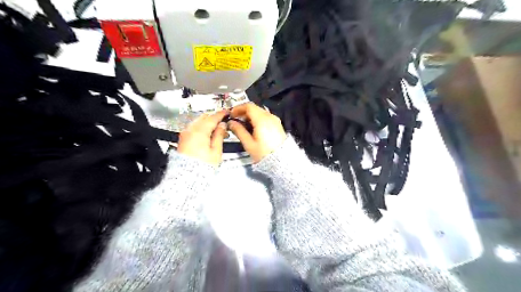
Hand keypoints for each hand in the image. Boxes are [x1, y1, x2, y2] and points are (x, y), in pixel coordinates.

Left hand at [179, 109, 228, 165]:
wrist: (187, 176)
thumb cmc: (203, 165)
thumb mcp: (216, 151)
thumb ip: (219, 135)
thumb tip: (222, 125)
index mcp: (200, 131)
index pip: (212, 118)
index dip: (221, 114)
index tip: (227, 112)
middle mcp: (190, 130)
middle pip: (204, 118)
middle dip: (214, 118)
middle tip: (224, 123)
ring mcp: (185, 134)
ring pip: (198, 122)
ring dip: (208, 123)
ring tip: (218, 131)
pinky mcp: (183, 139)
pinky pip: (194, 128)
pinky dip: (202, 128)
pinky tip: (209, 135)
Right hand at [229, 102, 286, 163]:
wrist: (281, 160)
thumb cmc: (263, 153)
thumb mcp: (249, 144)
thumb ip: (239, 131)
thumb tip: (231, 123)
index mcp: (262, 120)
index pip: (249, 106)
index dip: (238, 108)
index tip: (231, 114)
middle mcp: (270, 116)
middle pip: (254, 108)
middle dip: (243, 112)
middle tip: (236, 120)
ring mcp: (275, 120)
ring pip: (260, 112)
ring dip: (250, 116)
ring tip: (243, 125)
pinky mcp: (277, 124)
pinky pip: (265, 117)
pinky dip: (257, 119)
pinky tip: (253, 128)